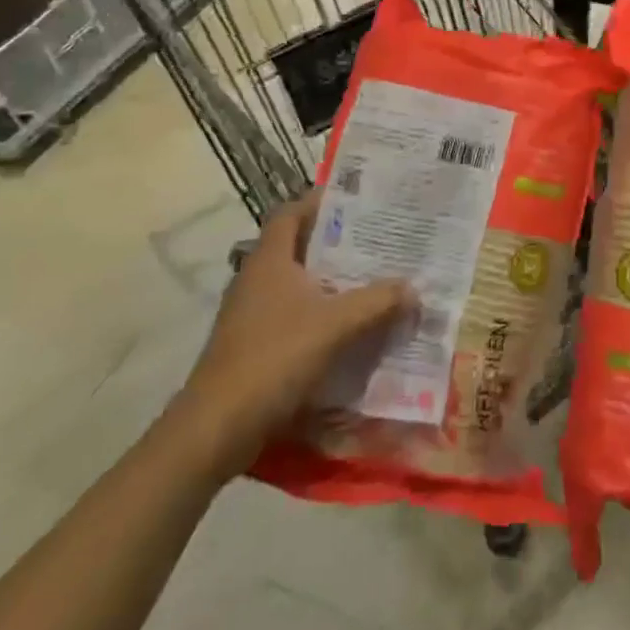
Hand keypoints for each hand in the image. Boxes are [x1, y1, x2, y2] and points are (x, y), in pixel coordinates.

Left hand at [172, 191, 413, 482]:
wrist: (216, 428)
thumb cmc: (273, 358)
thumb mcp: (335, 325)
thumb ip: (377, 302)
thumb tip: (413, 288)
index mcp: (270, 260)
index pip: (291, 212)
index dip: (319, 201)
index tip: (357, 201)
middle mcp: (257, 279)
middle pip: (299, 247)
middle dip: (337, 243)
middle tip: (379, 240)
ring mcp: (251, 314)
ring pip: (299, 284)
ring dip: (332, 282)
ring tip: (374, 280)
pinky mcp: (254, 345)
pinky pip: (294, 316)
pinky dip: (321, 315)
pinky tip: (351, 328)